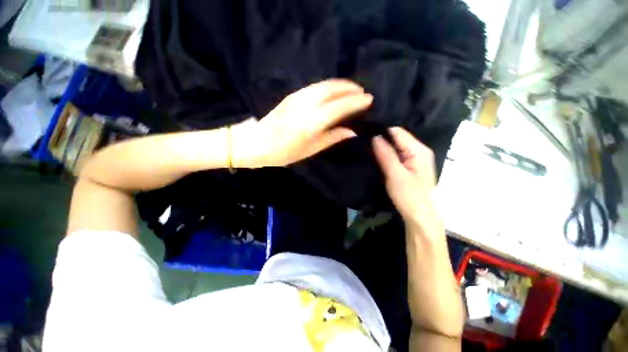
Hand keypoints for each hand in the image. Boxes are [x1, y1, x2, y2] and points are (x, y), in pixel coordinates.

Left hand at [232, 79, 372, 167]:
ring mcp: (297, 97)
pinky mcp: (292, 95)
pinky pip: (315, 86)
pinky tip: (334, 90)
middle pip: (333, 90)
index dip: (356, 102)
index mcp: (311, 123)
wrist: (255, 143)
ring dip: (341, 84)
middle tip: (363, 92)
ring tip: (352, 88)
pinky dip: (329, 85)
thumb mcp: (310, 150)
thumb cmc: (283, 152)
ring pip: (324, 84)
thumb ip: (332, 138)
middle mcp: (305, 105)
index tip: (369, 99)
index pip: (339, 106)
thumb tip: (352, 131)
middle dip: (351, 88)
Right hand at [372, 127, 440, 231]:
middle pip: (397, 138)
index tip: (365, 135)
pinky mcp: (410, 167)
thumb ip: (386, 154)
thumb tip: (375, 136)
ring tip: (368, 149)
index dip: (381, 131)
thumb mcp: (395, 174)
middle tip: (364, 143)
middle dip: (382, 140)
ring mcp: (415, 159)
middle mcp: (419, 151)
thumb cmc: (409, 196)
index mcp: (418, 150)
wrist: (420, 217)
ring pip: (396, 147)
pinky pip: (397, 155)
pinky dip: (387, 155)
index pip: (397, 132)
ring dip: (383, 148)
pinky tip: (377, 158)